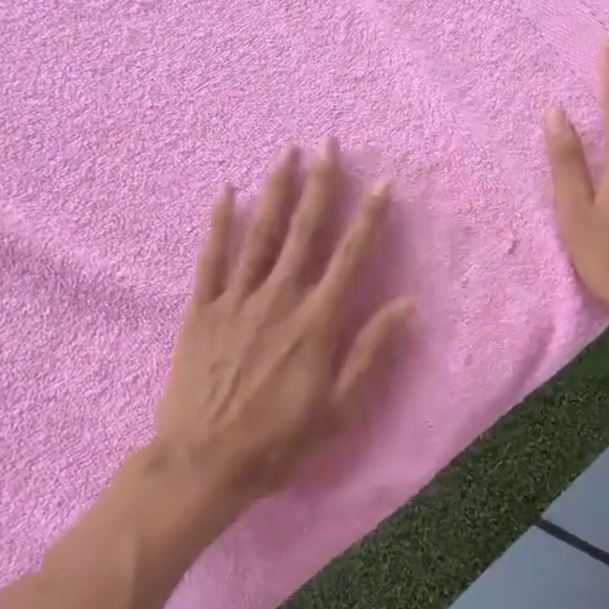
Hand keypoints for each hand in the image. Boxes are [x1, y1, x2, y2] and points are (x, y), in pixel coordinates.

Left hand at [152, 141, 413, 515]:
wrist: (203, 463)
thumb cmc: (280, 441)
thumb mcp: (340, 408)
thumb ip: (372, 352)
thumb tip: (406, 305)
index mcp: (317, 321)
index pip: (351, 256)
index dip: (369, 218)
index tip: (381, 184)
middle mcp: (280, 298)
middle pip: (305, 231)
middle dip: (321, 185)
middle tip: (329, 145)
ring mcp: (238, 300)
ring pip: (261, 233)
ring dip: (277, 191)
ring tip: (287, 154)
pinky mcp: (203, 310)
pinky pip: (212, 258)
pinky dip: (220, 223)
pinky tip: (227, 193)